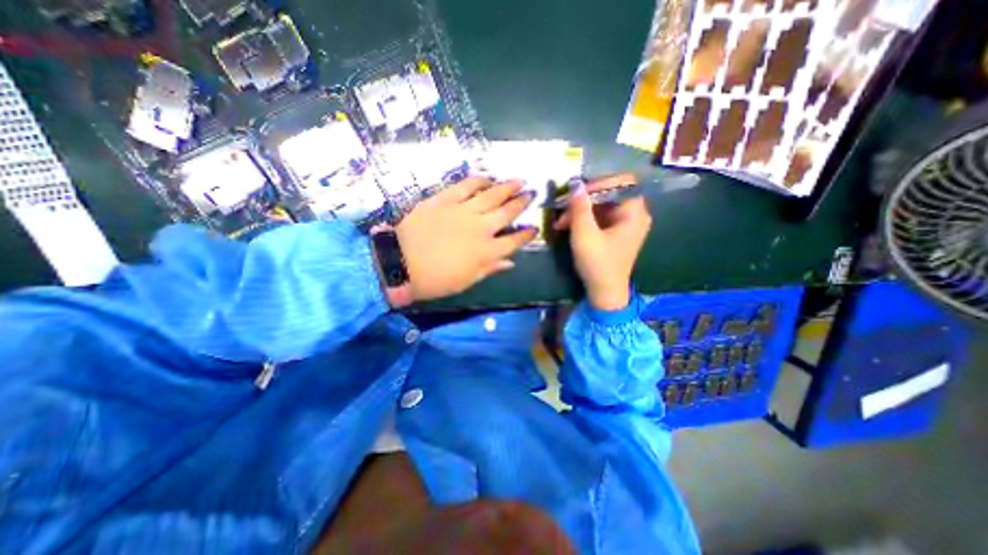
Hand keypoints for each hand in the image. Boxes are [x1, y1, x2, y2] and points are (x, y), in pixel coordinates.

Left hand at [394, 178, 537, 300]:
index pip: (513, 241)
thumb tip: (510, 263)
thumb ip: (490, 269)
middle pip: (507, 212)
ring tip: (518, 181)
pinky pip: (465, 186)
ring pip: (491, 195)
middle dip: (522, 203)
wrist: (399, 263)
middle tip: (532, 194)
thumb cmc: (434, 279)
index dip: (526, 235)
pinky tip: (487, 178)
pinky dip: (478, 181)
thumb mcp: (465, 281)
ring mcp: (463, 211)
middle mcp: (480, 228)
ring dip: (507, 187)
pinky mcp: (445, 199)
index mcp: (486, 252)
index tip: (534, 228)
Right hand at [553, 173, 653, 312]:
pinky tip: (569, 227)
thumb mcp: (584, 233)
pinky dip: (585, 220)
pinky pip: (601, 218)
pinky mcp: (617, 233)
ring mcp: (626, 224)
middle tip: (563, 211)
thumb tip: (575, 182)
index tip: (577, 194)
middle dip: (583, 201)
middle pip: (610, 194)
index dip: (599, 183)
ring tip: (561, 223)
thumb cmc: (597, 263)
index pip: (621, 182)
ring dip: (580, 212)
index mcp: (634, 212)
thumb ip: (579, 207)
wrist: (604, 292)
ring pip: (602, 206)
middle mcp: (634, 214)